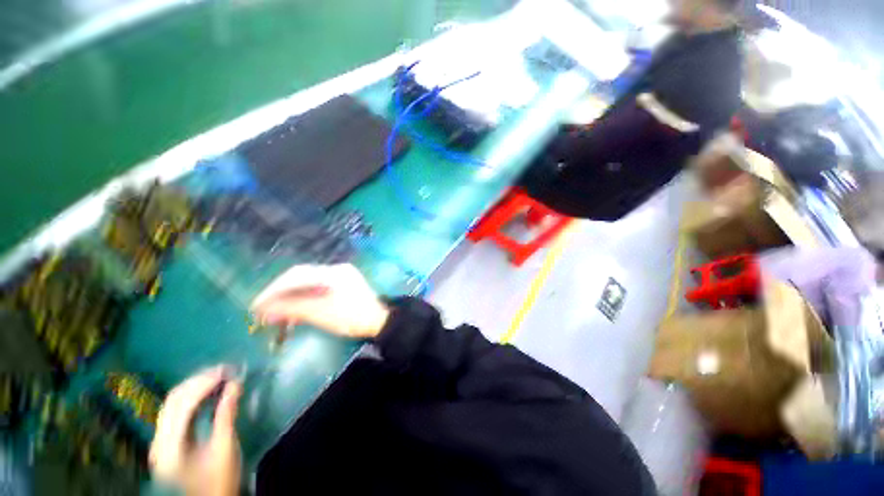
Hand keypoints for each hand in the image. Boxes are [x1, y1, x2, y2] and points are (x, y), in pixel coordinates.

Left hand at [150, 367, 241, 495]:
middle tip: (226, 369)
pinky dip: (192, 396)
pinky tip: (208, 391)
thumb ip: (226, 416)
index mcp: (171, 443)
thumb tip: (235, 385)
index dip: (204, 382)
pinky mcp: (168, 441)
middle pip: (174, 399)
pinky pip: (176, 410)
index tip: (228, 370)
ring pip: (173, 402)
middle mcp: (160, 438)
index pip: (183, 402)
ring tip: (219, 376)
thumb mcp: (225, 450)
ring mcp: (161, 439)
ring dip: (195, 385)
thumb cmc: (217, 480)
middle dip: (199, 380)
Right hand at [251, 264, 389, 339]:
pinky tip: (294, 312)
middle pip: (301, 277)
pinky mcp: (342, 285)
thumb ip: (291, 308)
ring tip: (276, 314)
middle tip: (263, 310)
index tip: (257, 305)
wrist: (379, 322)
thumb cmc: (351, 318)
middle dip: (281, 293)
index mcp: (332, 272)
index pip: (296, 275)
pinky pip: (318, 289)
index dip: (274, 289)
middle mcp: (336, 269)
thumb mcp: (320, 314)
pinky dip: (304, 299)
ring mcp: (340, 277)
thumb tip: (263, 310)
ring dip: (291, 297)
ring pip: (308, 284)